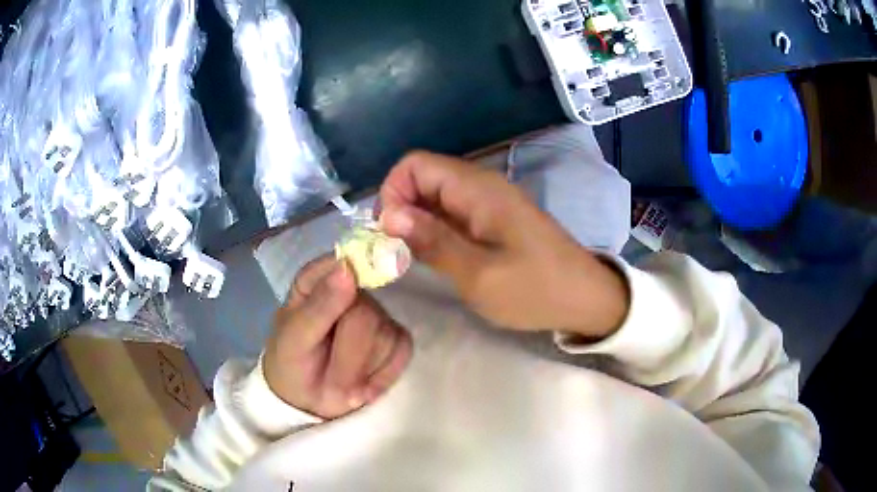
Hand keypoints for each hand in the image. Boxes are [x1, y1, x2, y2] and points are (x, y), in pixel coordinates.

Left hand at [264, 256, 412, 418]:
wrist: (308, 402)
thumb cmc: (291, 362)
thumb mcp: (294, 339)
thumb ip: (319, 306)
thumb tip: (347, 270)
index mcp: (318, 280)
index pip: (343, 265)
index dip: (348, 285)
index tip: (340, 321)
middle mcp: (352, 290)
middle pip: (367, 315)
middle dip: (348, 355)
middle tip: (328, 378)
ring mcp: (377, 314)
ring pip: (386, 337)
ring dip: (360, 370)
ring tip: (340, 382)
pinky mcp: (396, 338)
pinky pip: (403, 350)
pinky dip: (383, 375)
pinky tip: (364, 384)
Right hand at [379, 151, 628, 338]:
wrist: (584, 298)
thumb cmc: (535, 290)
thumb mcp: (479, 274)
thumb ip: (432, 241)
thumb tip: (388, 215)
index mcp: (477, 189)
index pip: (415, 164)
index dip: (393, 192)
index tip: (390, 234)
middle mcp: (481, 185)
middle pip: (423, 178)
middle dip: (400, 209)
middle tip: (397, 252)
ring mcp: (489, 202)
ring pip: (435, 196)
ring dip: (416, 222)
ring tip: (413, 258)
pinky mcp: (494, 219)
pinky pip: (452, 212)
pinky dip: (435, 229)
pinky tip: (436, 257)